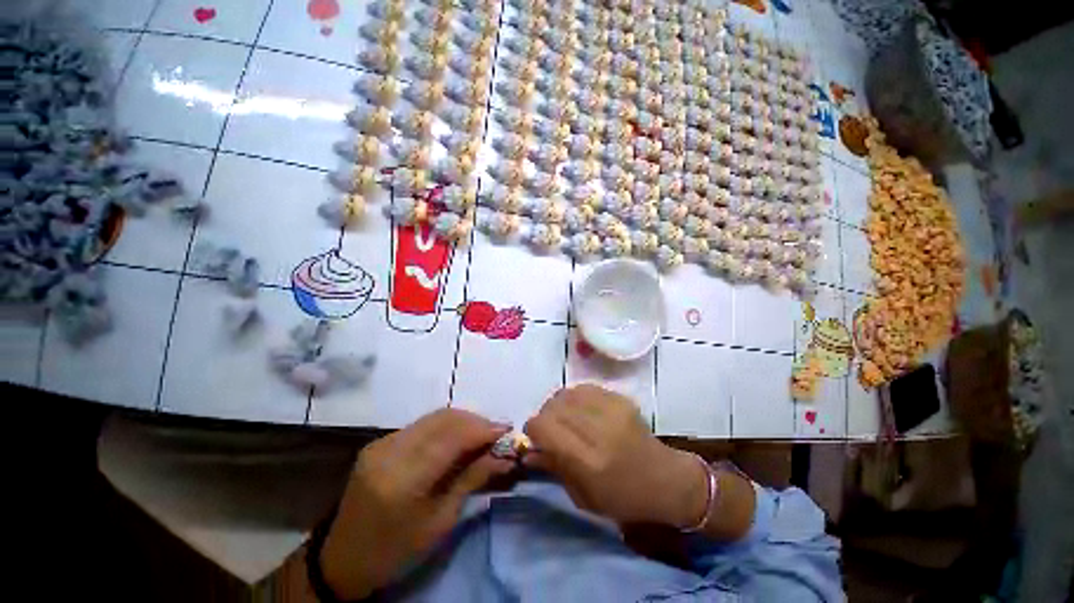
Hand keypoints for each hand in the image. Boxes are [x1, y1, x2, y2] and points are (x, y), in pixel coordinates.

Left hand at [321, 408, 512, 598]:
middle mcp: (390, 452)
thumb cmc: (396, 551)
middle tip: (496, 433)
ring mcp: (382, 443)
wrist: (343, 559)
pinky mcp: (379, 441)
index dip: (482, 429)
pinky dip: (446, 426)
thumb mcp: (440, 522)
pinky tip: (457, 438)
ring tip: (481, 434)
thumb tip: (503, 456)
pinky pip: (422, 424)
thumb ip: (472, 480)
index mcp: (403, 480)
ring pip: (433, 417)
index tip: (507, 430)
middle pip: (443, 419)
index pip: (451, 438)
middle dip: (476, 421)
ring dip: (463, 421)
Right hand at [524, 385, 707, 527]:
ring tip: (565, 418)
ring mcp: (612, 409)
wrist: (665, 479)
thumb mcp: (582, 497)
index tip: (534, 437)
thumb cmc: (622, 498)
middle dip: (544, 416)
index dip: (533, 429)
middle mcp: (599, 429)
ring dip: (558, 405)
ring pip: (567, 393)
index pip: (544, 426)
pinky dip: (575, 398)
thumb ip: (553, 468)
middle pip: (553, 406)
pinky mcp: (621, 398)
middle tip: (550, 429)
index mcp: (588, 460)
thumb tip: (527, 451)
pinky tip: (581, 411)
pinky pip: (584, 388)